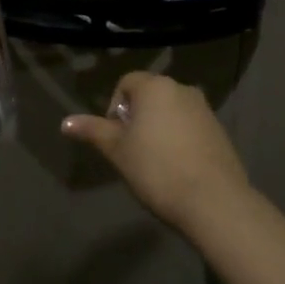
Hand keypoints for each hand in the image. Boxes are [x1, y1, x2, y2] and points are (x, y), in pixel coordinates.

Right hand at [61, 72, 251, 230]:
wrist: (213, 200)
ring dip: (158, 127)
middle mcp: (182, 89)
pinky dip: (179, 138)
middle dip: (137, 117)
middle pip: (150, 95)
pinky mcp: (220, 130)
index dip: (114, 107)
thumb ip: (93, 131)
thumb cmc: (156, 169)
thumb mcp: (118, 151)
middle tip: (131, 149)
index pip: (126, 82)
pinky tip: (177, 167)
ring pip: (171, 110)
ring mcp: (205, 109)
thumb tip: (65, 122)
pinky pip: (190, 126)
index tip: (116, 137)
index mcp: (155, 87)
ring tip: (153, 161)